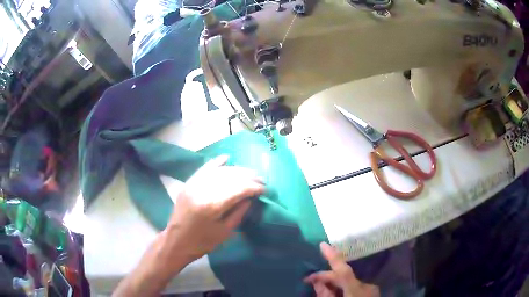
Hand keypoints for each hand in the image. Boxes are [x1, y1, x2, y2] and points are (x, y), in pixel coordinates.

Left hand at [164, 155, 264, 262]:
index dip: (254, 187)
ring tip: (250, 173)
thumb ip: (239, 212)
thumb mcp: (226, 231)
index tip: (265, 190)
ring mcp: (194, 184)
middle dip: (249, 177)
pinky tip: (227, 158)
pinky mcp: (188, 183)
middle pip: (231, 176)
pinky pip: (204, 168)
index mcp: (212, 206)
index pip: (239, 189)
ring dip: (237, 170)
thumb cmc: (203, 242)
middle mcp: (203, 190)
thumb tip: (251, 197)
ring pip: (220, 171)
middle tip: (261, 180)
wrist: (176, 241)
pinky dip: (216, 162)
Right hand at [304, 243, 379, 296]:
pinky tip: (334, 293)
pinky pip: (353, 288)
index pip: (344, 270)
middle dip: (326, 277)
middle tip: (309, 280)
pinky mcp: (371, 293)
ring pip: (348, 282)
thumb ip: (325, 295)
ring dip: (334, 284)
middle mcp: (365, 287)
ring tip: (321, 289)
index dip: (333, 256)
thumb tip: (317, 282)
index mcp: (356, 290)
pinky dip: (342, 289)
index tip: (322, 244)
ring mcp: (370, 290)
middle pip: (344, 276)